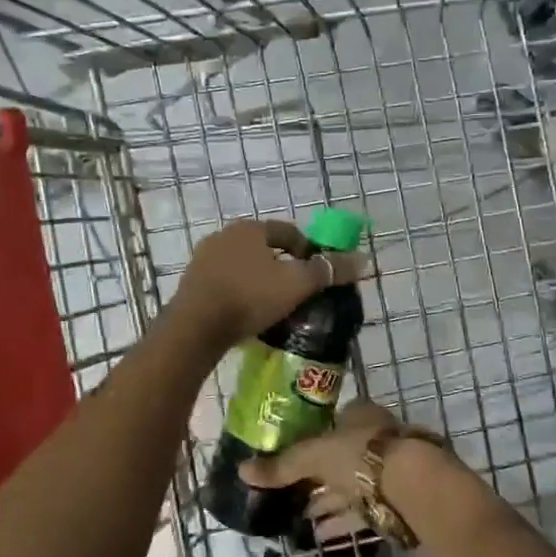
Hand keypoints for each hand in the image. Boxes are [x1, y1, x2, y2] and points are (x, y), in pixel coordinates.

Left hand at [171, 219, 371, 349]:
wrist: (195, 327)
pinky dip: (241, 293)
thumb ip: (329, 270)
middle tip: (298, 293)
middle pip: (265, 249)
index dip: (308, 251)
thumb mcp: (297, 284)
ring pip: (244, 266)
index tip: (317, 276)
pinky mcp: (192, 283)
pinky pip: (226, 283)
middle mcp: (224, 236)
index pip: (289, 232)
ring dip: (260, 281)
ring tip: (274, 307)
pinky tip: (248, 314)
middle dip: (283, 268)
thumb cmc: (250, 297)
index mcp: (250, 229)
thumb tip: (363, 259)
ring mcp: (204, 259)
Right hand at [238, 398, 402, 534]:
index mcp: (361, 415)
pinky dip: (341, 522)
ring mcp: (391, 472)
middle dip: (318, 473)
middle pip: (342, 455)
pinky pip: (362, 512)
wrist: (418, 492)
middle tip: (289, 490)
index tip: (290, 454)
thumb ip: (282, 466)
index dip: (312, 435)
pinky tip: (320, 536)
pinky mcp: (397, 504)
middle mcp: (378, 439)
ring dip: (328, 501)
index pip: (334, 420)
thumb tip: (241, 471)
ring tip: (299, 517)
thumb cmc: (364, 458)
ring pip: (352, 486)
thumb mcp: (315, 456)